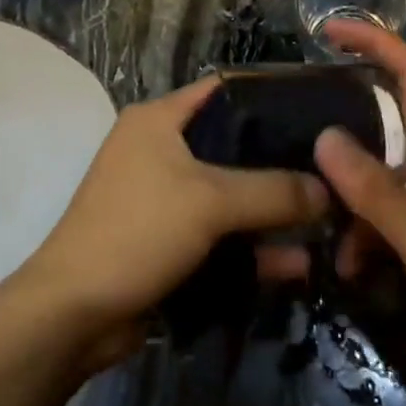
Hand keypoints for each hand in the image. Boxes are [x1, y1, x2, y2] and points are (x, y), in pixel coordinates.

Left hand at [17, 76, 327, 365]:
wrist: (74, 314)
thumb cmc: (138, 231)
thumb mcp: (210, 202)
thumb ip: (274, 192)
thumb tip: (330, 191)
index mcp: (158, 120)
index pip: (223, 91)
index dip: (269, 97)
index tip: (317, 112)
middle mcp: (159, 149)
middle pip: (232, 146)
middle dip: (279, 163)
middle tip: (332, 172)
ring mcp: (162, 198)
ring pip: (229, 195)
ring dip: (270, 213)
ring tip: (326, 223)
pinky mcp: (167, 241)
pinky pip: (218, 234)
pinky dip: (250, 247)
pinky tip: (295, 265)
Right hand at [311, 21, 405, 389]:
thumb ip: (374, 191)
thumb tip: (323, 136)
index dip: (375, 39)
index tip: (328, 30)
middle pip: (385, 112)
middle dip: (343, 113)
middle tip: (296, 121)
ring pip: (376, 166)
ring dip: (347, 192)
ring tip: (321, 229)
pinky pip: (382, 206)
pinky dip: (360, 227)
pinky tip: (349, 265)